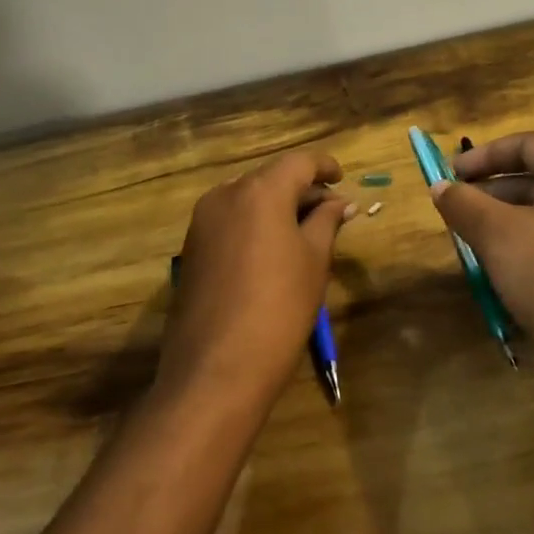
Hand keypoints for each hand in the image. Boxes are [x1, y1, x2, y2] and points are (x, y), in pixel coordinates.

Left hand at [161, 150, 354, 415]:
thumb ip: (326, 221)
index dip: (324, 166)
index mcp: (260, 191)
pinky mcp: (192, 247)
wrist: (215, 371)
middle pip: (271, 177)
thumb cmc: (278, 309)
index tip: (342, 179)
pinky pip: (230, 220)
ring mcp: (202, 221)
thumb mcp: (314, 261)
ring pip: (248, 198)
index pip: (299, 162)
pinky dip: (255, 223)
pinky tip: (273, 250)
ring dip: (277, 206)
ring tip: (305, 232)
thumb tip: (340, 202)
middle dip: (301, 189)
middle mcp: (225, 195)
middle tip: (331, 213)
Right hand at [431, 132, 533, 435]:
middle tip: (457, 212)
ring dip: (508, 227)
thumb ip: (464, 204)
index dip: (484, 156)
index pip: (529, 144)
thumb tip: (440, 187)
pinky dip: (532, 255)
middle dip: (493, 194)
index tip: (451, 174)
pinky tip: (504, 279)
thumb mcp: (498, 234)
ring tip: (473, 246)